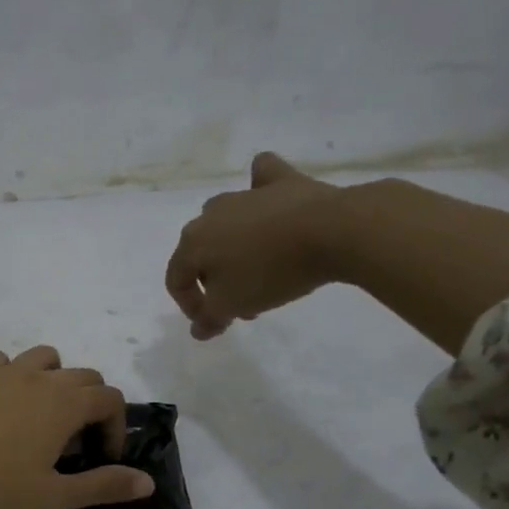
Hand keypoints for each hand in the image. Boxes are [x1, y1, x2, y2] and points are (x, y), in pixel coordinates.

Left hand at [0, 345, 153, 508]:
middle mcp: (36, 377)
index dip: (115, 427)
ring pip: (43, 358)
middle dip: (91, 404)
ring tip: (42, 417)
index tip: (102, 459)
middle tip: (75, 444)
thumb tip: (148, 482)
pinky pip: (2, 362)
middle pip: (82, 374)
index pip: (109, 398)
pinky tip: (1, 406)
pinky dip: (14, 376)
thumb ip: (102, 486)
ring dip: (55, 381)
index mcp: (63, 403)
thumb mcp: (51, 498)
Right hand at [165, 153, 340, 339]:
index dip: (190, 306)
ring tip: (258, 267)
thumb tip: (198, 329)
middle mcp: (210, 214)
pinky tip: (265, 194)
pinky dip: (259, 188)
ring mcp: (245, 194)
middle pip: (201, 253)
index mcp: (192, 243)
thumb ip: (209, 318)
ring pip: (225, 221)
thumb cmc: (271, 272)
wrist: (332, 231)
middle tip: (241, 304)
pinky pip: (261, 179)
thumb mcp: (232, 305)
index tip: (216, 323)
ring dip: (233, 246)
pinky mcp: (280, 180)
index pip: (177, 280)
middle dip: (215, 281)